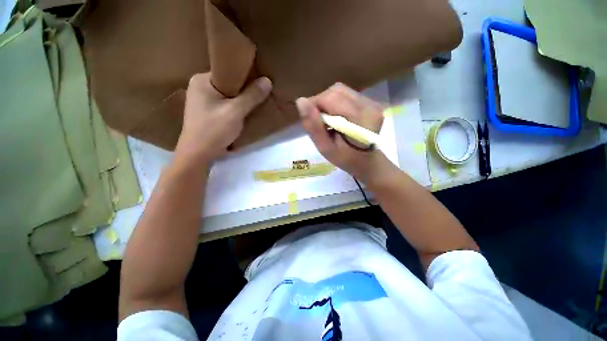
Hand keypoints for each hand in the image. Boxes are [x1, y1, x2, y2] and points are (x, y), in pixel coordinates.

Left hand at [175, 73, 271, 164]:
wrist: (198, 155)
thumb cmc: (214, 130)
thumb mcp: (235, 112)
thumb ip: (251, 96)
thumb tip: (267, 80)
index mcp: (201, 80)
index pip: (227, 71)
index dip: (244, 75)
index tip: (259, 81)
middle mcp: (199, 87)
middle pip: (228, 83)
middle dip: (244, 89)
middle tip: (260, 93)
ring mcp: (202, 101)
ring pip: (228, 95)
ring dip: (240, 100)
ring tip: (255, 102)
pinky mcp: (207, 112)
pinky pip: (225, 105)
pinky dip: (235, 107)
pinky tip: (244, 112)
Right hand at [297, 83, 396, 183]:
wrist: (365, 161)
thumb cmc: (345, 158)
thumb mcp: (325, 148)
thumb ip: (313, 126)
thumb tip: (300, 101)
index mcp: (361, 120)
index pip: (331, 98)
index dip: (315, 105)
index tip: (311, 121)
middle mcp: (370, 106)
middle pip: (336, 91)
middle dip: (321, 103)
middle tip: (319, 122)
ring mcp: (372, 102)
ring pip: (340, 90)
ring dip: (327, 103)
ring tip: (327, 120)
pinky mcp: (370, 101)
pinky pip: (346, 94)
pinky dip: (335, 103)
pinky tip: (336, 117)